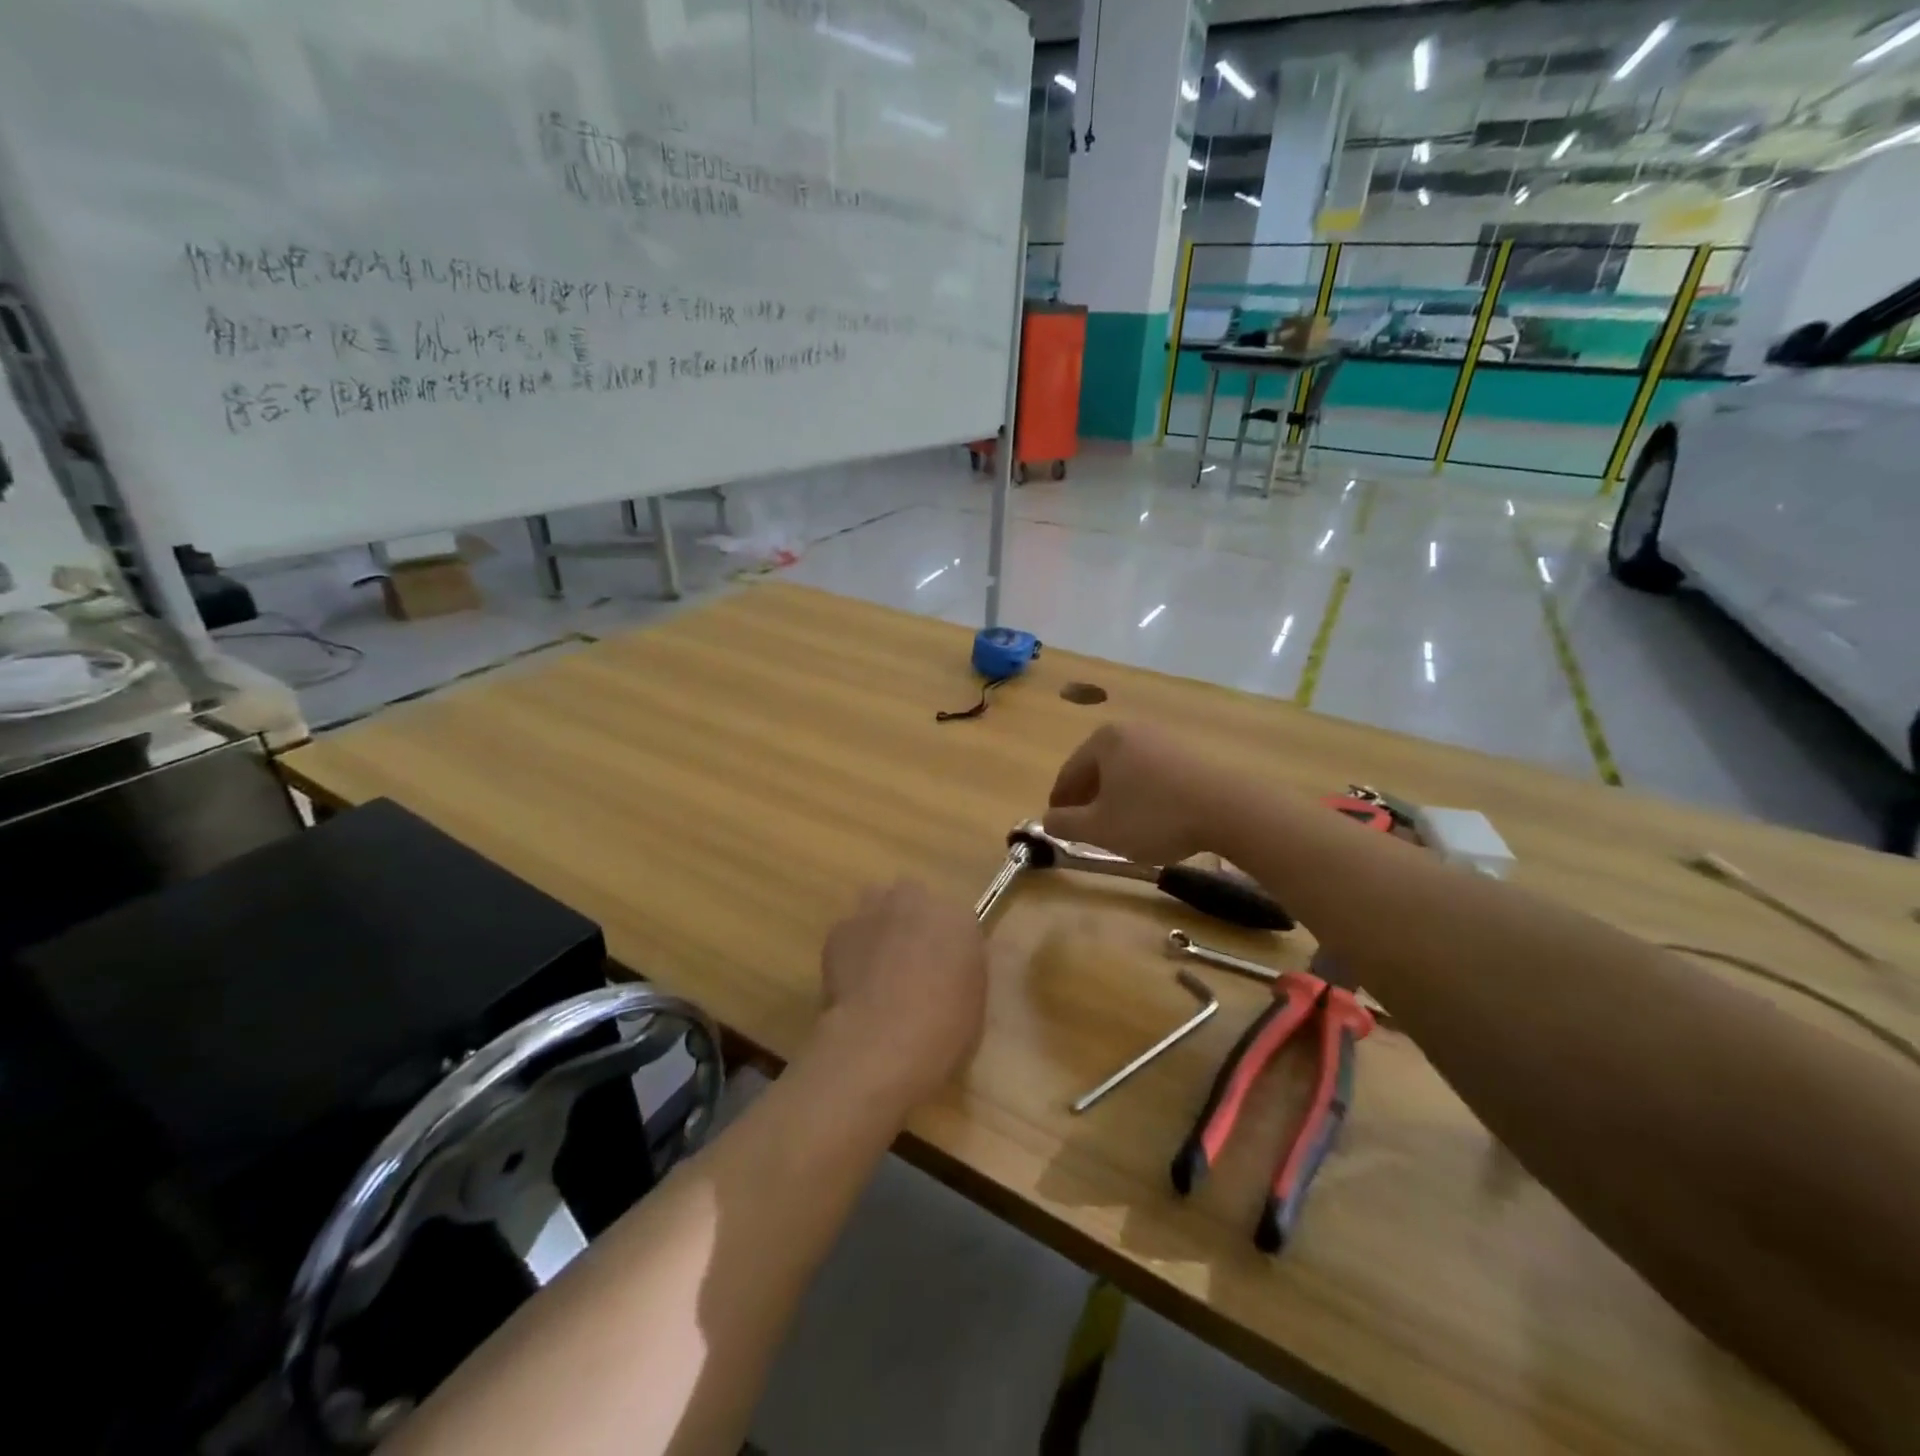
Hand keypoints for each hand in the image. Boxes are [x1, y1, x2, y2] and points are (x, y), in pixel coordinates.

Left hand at [817, 880, 987, 1108]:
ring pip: (876, 906)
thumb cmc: (942, 1029)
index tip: (941, 966)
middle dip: (910, 921)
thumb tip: (949, 966)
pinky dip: (851, 950)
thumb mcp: (974, 1000)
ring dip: (879, 926)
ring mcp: (874, 911)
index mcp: (958, 918)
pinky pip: (849, 933)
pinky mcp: (840, 930)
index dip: (945, 942)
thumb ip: (963, 968)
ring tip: (876, 965)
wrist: (882, 1040)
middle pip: (912, 899)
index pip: (954, 919)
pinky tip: (852, 982)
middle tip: (908, 960)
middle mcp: (916, 902)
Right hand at [1044, 722, 1229, 865]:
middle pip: (1097, 769)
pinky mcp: (1189, 753)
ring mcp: (1163, 738)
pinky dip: (1143, 795)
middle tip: (1085, 829)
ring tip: (1119, 828)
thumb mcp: (1099, 829)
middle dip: (1088, 800)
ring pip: (1125, 772)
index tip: (1057, 827)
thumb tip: (1047, 820)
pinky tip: (1151, 818)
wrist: (1229, 810)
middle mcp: (1131, 730)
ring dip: (1116, 798)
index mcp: (1103, 741)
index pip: (1068, 773)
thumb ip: (1064, 824)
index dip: (1059, 803)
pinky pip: (1152, 775)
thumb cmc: (1153, 817)